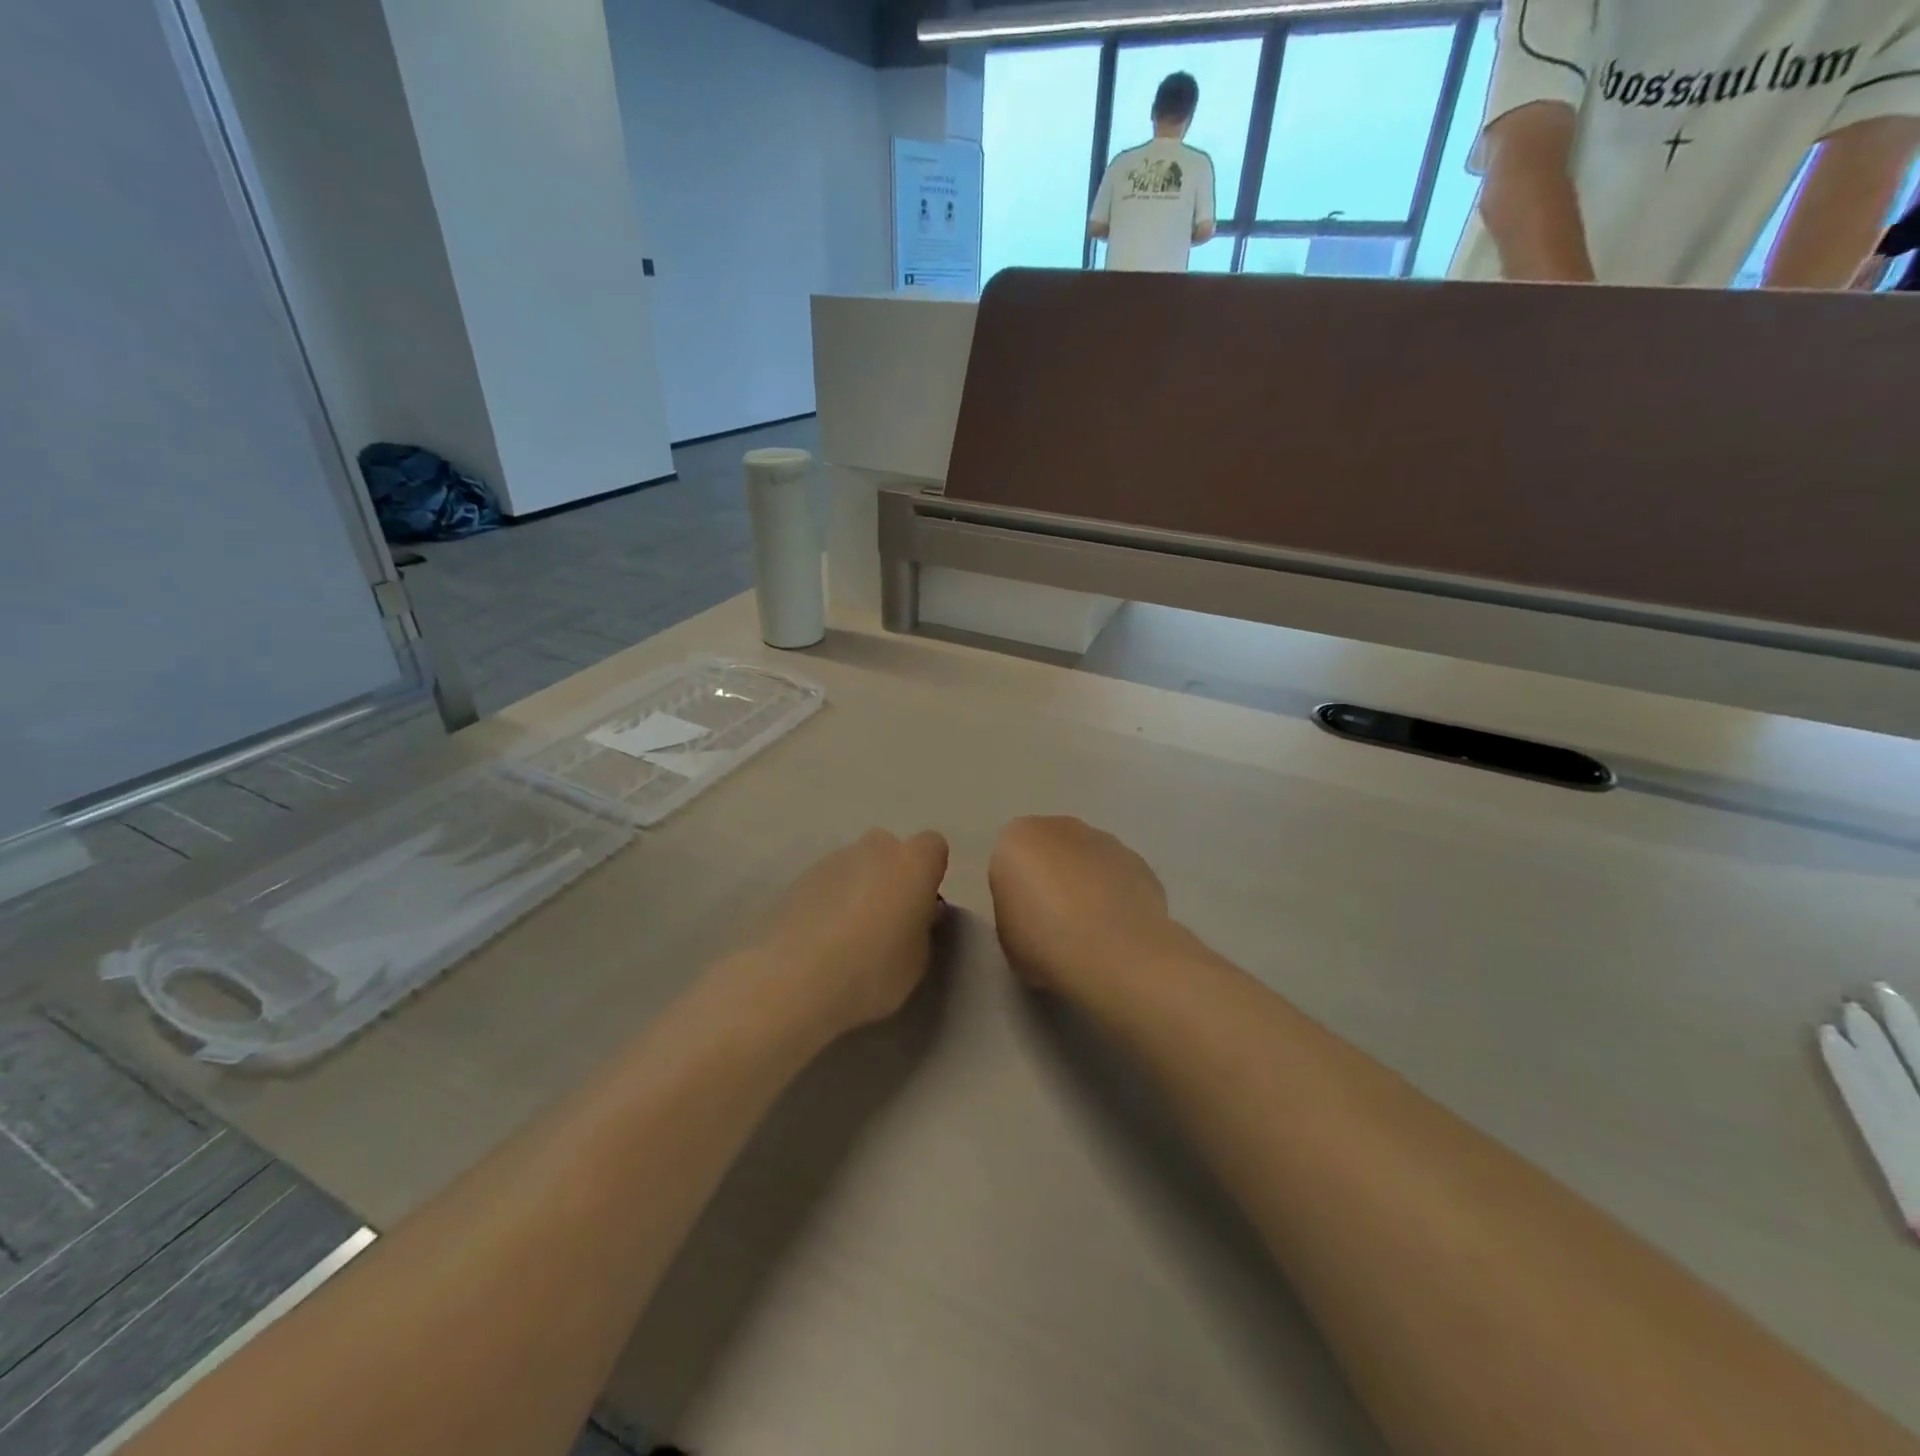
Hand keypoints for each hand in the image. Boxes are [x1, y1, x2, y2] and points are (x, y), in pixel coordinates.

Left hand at [730, 828, 949, 1042]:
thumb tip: (915, 913)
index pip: (933, 846)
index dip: (929, 873)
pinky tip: (821, 939)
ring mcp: (831, 861)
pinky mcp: (798, 879)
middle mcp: (873, 850)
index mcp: (912, 863)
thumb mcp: (918, 960)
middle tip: (887, 920)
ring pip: (855, 866)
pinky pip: (827, 884)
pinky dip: (829, 902)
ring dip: (858, 889)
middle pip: (889, 850)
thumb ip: (922, 927)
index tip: (922, 906)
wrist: (793, 981)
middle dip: (891, 876)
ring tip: (847, 937)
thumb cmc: (872, 970)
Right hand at [987, 816, 1181, 1000]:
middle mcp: (1060, 827)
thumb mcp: (1005, 934)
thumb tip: (1031, 908)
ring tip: (1091, 929)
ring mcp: (1104, 840)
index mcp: (1017, 839)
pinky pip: (1116, 875)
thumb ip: (1013, 907)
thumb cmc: (1045, 944)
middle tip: (1054, 921)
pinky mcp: (1138, 860)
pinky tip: (1118, 928)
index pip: (1009, 861)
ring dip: (1085, 882)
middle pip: (1049, 849)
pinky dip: (1115, 893)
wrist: (1116, 955)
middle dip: (1052, 876)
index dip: (1016, 892)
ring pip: (1086, 859)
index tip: (1024, 921)